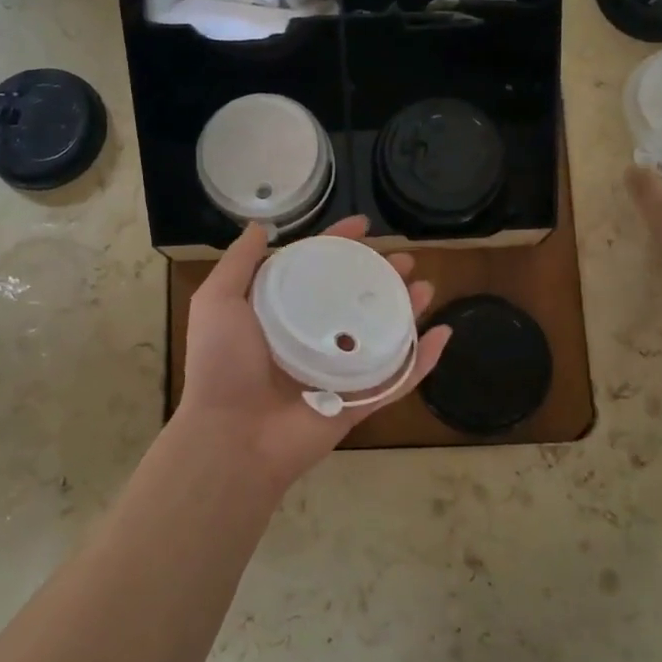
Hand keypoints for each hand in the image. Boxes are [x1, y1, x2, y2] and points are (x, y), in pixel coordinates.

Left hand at [172, 215, 451, 488]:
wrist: (231, 437)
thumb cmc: (222, 364)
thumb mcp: (218, 301)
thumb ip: (239, 262)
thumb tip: (261, 226)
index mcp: (281, 315)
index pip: (318, 271)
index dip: (340, 245)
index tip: (364, 225)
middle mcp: (312, 339)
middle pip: (355, 300)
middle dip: (381, 277)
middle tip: (404, 260)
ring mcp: (337, 372)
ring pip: (382, 335)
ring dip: (407, 310)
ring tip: (425, 287)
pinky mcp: (357, 403)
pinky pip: (397, 379)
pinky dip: (422, 360)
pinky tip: (442, 334)